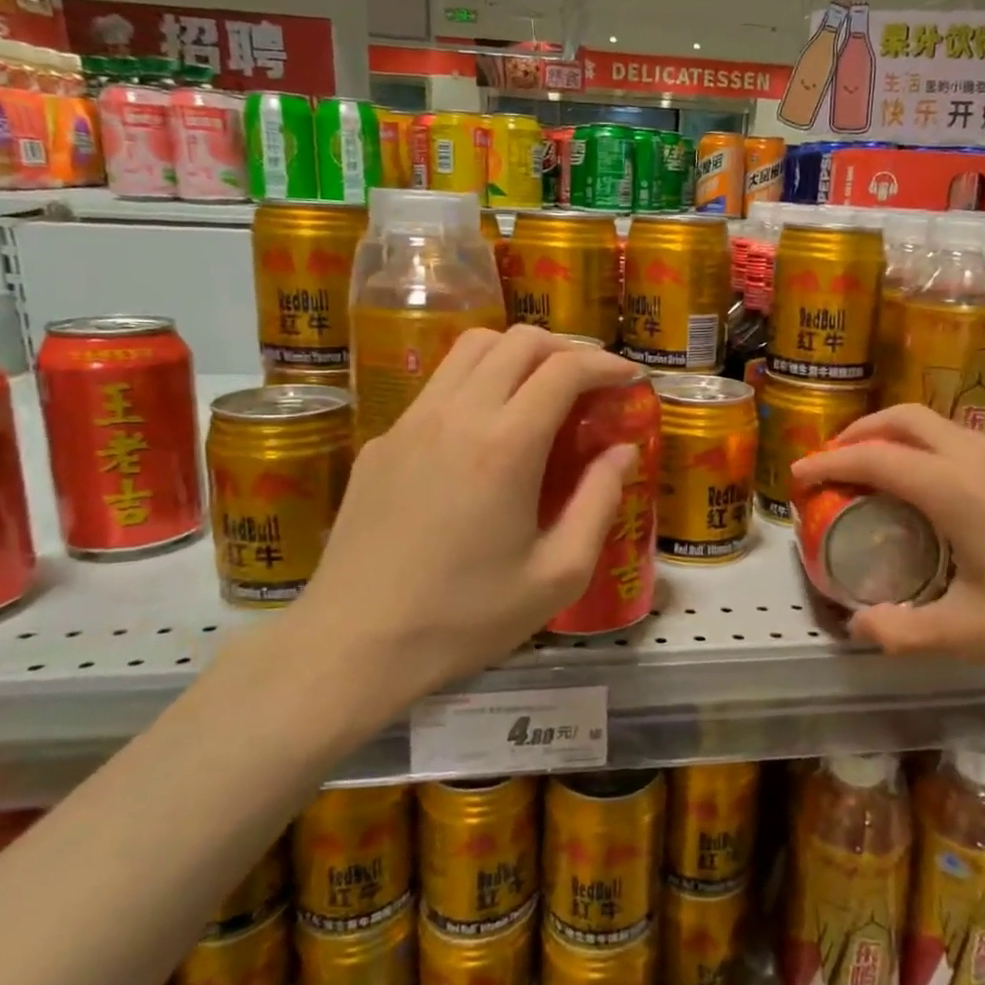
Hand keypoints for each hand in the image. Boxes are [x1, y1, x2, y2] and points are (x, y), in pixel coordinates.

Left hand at [287, 326, 641, 716]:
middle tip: (590, 381)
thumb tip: (623, 452)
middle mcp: (457, 414)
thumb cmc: (465, 617)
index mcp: (506, 445)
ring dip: (517, 354)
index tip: (630, 377)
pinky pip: (438, 387)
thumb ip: (599, 503)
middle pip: (517, 341)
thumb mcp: (558, 575)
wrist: (354, 643)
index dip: (605, 364)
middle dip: (565, 348)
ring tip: (541, 390)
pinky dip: (476, 383)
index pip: (564, 369)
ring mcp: (411, 422)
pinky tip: (484, 432)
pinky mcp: (382, 441)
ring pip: (470, 349)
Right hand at [789, 404, 984, 693]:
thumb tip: (858, 629)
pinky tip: (940, 494)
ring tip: (879, 475)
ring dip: (897, 437)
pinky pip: (967, 441)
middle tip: (833, 463)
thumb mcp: (978, 635)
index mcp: (956, 490)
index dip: (828, 462)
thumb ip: (907, 632)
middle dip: (859, 432)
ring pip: (940, 424)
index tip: (797, 477)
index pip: (874, 458)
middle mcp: (981, 459)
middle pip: (905, 418)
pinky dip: (931, 449)